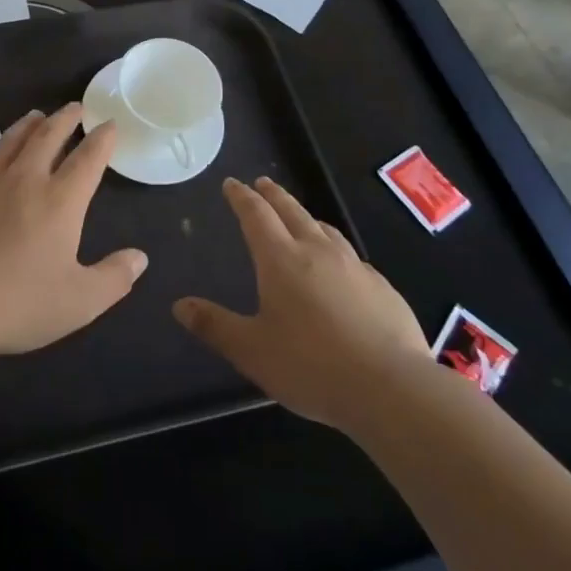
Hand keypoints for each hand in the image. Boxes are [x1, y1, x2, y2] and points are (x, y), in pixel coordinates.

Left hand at [0, 105, 147, 359]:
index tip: (109, 124)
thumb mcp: (78, 302)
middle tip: (76, 107)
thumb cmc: (16, 304)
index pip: (88, 158)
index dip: (102, 139)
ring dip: (31, 123)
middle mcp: (26, 179)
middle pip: (49, 135)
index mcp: (60, 200)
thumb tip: (140, 258)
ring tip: (39, 115)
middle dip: (67, 118)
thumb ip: (114, 278)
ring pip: (14, 139)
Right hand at [174, 177, 428, 430]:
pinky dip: (336, 250)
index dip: (241, 197)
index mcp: (280, 259)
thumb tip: (179, 305)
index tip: (232, 183)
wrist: (391, 388)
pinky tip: (341, 268)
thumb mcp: (252, 351)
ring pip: (325, 229)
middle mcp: (317, 251)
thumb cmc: (311, 366)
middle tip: (263, 183)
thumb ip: (215, 326)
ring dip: (307, 217)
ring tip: (300, 218)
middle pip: (292, 211)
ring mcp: (354, 267)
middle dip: (273, 195)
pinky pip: (352, 258)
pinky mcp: (382, 288)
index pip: (256, 215)